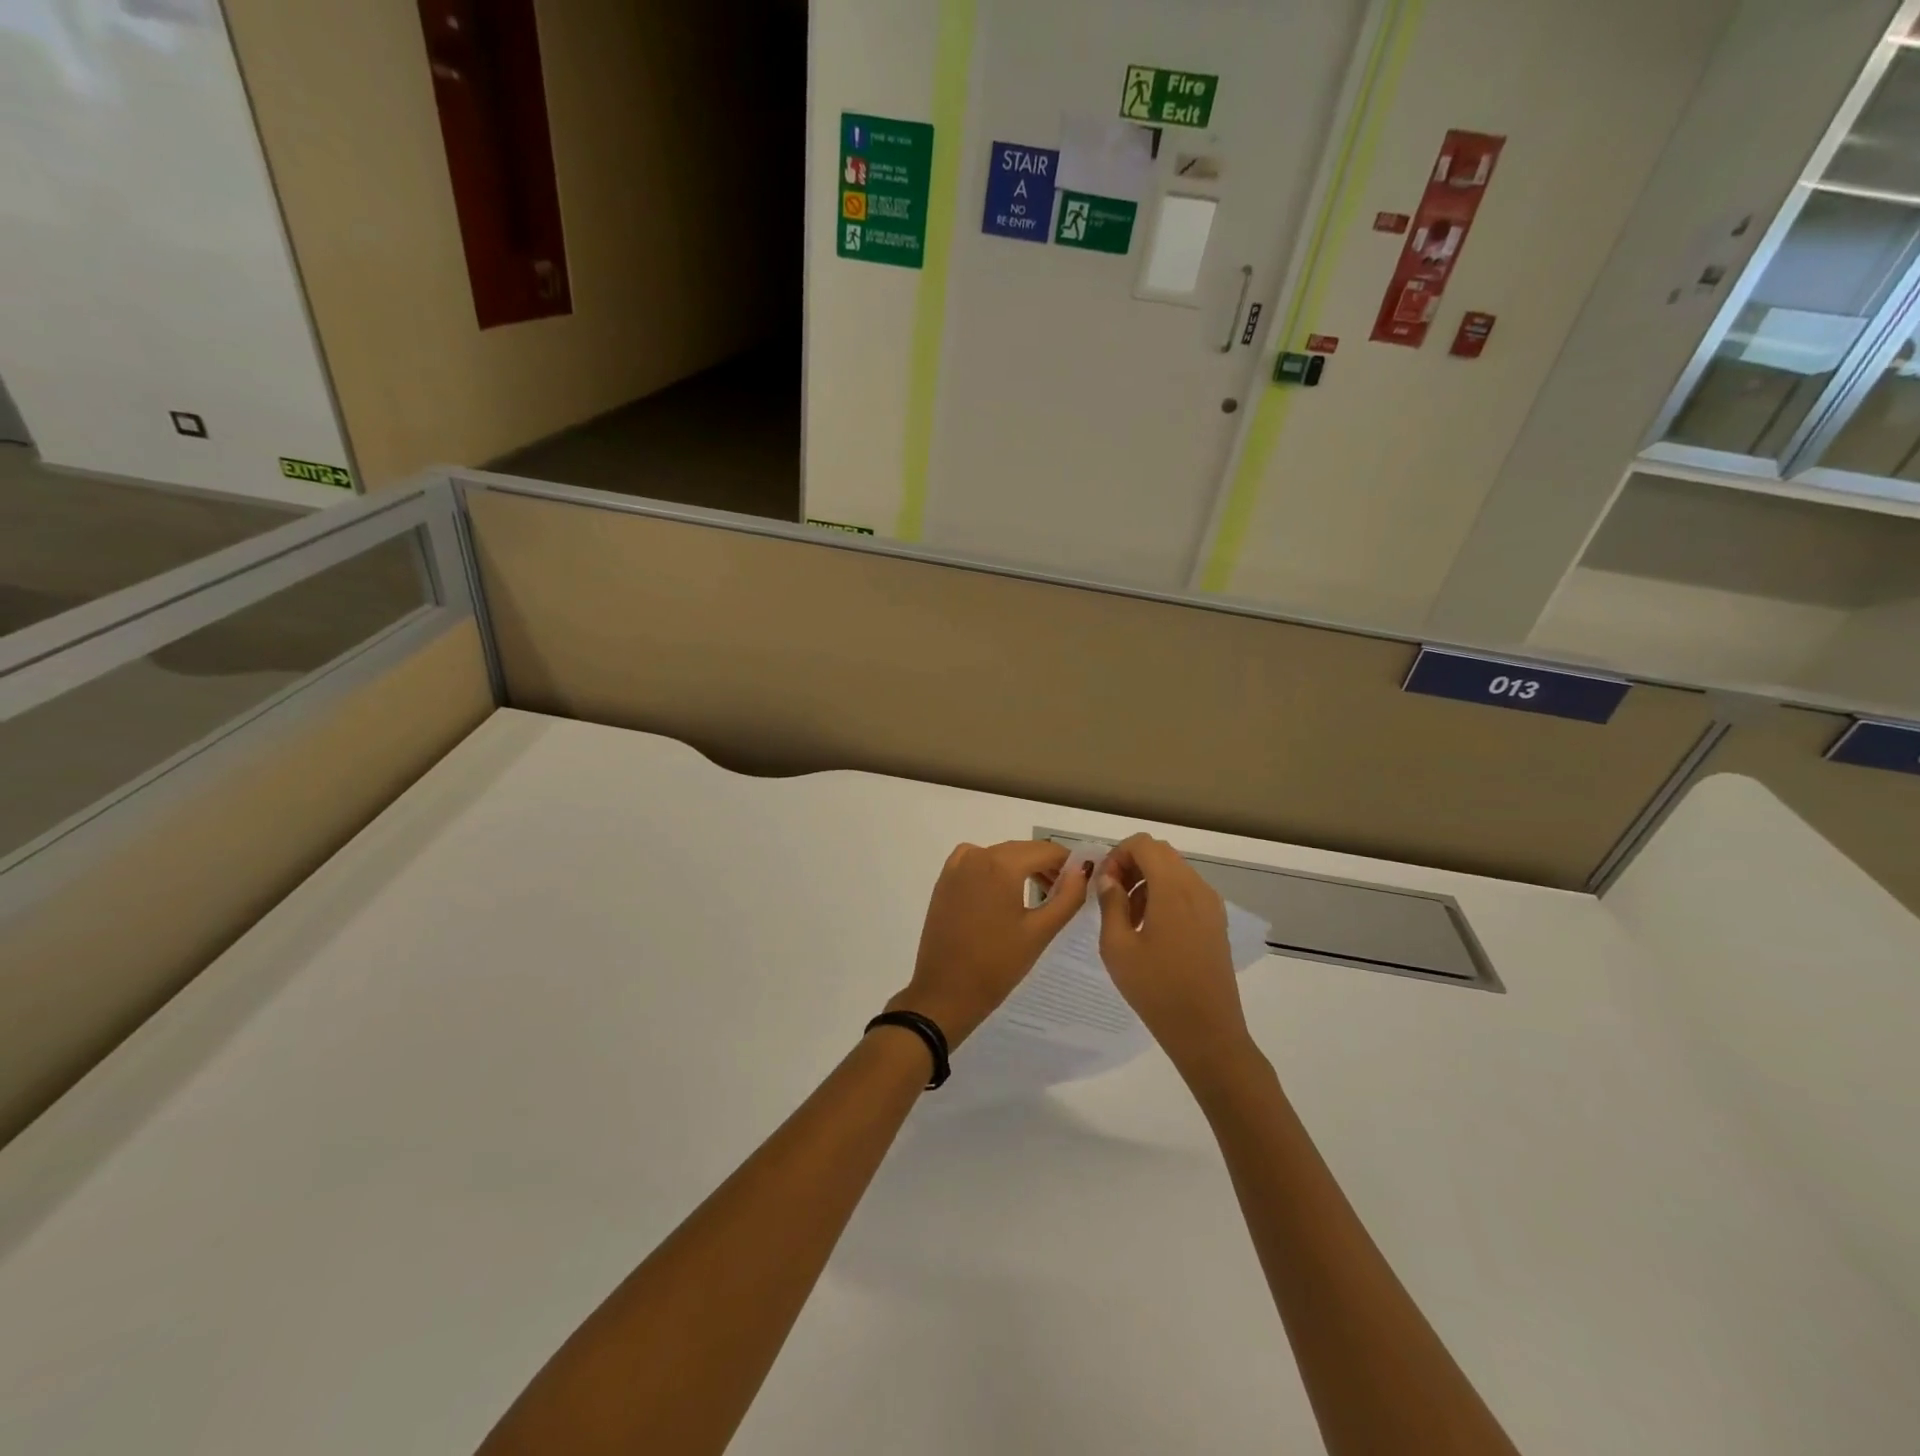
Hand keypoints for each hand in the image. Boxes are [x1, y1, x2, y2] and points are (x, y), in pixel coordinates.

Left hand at [889, 840, 1089, 1046]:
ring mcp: (957, 866)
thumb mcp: (1040, 931)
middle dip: (1047, 865)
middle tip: (1066, 891)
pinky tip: (1005, 892)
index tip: (1084, 878)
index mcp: (1001, 864)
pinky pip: (978, 861)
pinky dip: (996, 868)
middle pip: (1023, 850)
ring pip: (1001, 855)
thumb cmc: (997, 965)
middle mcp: (977, 855)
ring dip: (1023, 867)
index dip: (1069, 861)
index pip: (1046, 850)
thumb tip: (1082, 869)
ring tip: (1041, 894)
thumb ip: (1068, 896)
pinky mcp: (945, 879)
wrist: (945, 992)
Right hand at [1095, 834, 1253, 1076]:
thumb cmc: (1156, 990)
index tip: (1103, 884)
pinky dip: (1164, 896)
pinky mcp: (1216, 923)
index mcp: (1173, 889)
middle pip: (1161, 854)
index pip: (1144, 844)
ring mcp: (1211, 905)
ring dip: (1147, 881)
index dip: (1118, 854)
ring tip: (1128, 919)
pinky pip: (1187, 892)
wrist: (1207, 1033)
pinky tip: (1150, 930)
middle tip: (1111, 897)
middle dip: (1131, 865)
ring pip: (1174, 872)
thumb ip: (1110, 904)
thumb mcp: (1117, 947)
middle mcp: (1197, 888)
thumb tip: (1109, 879)